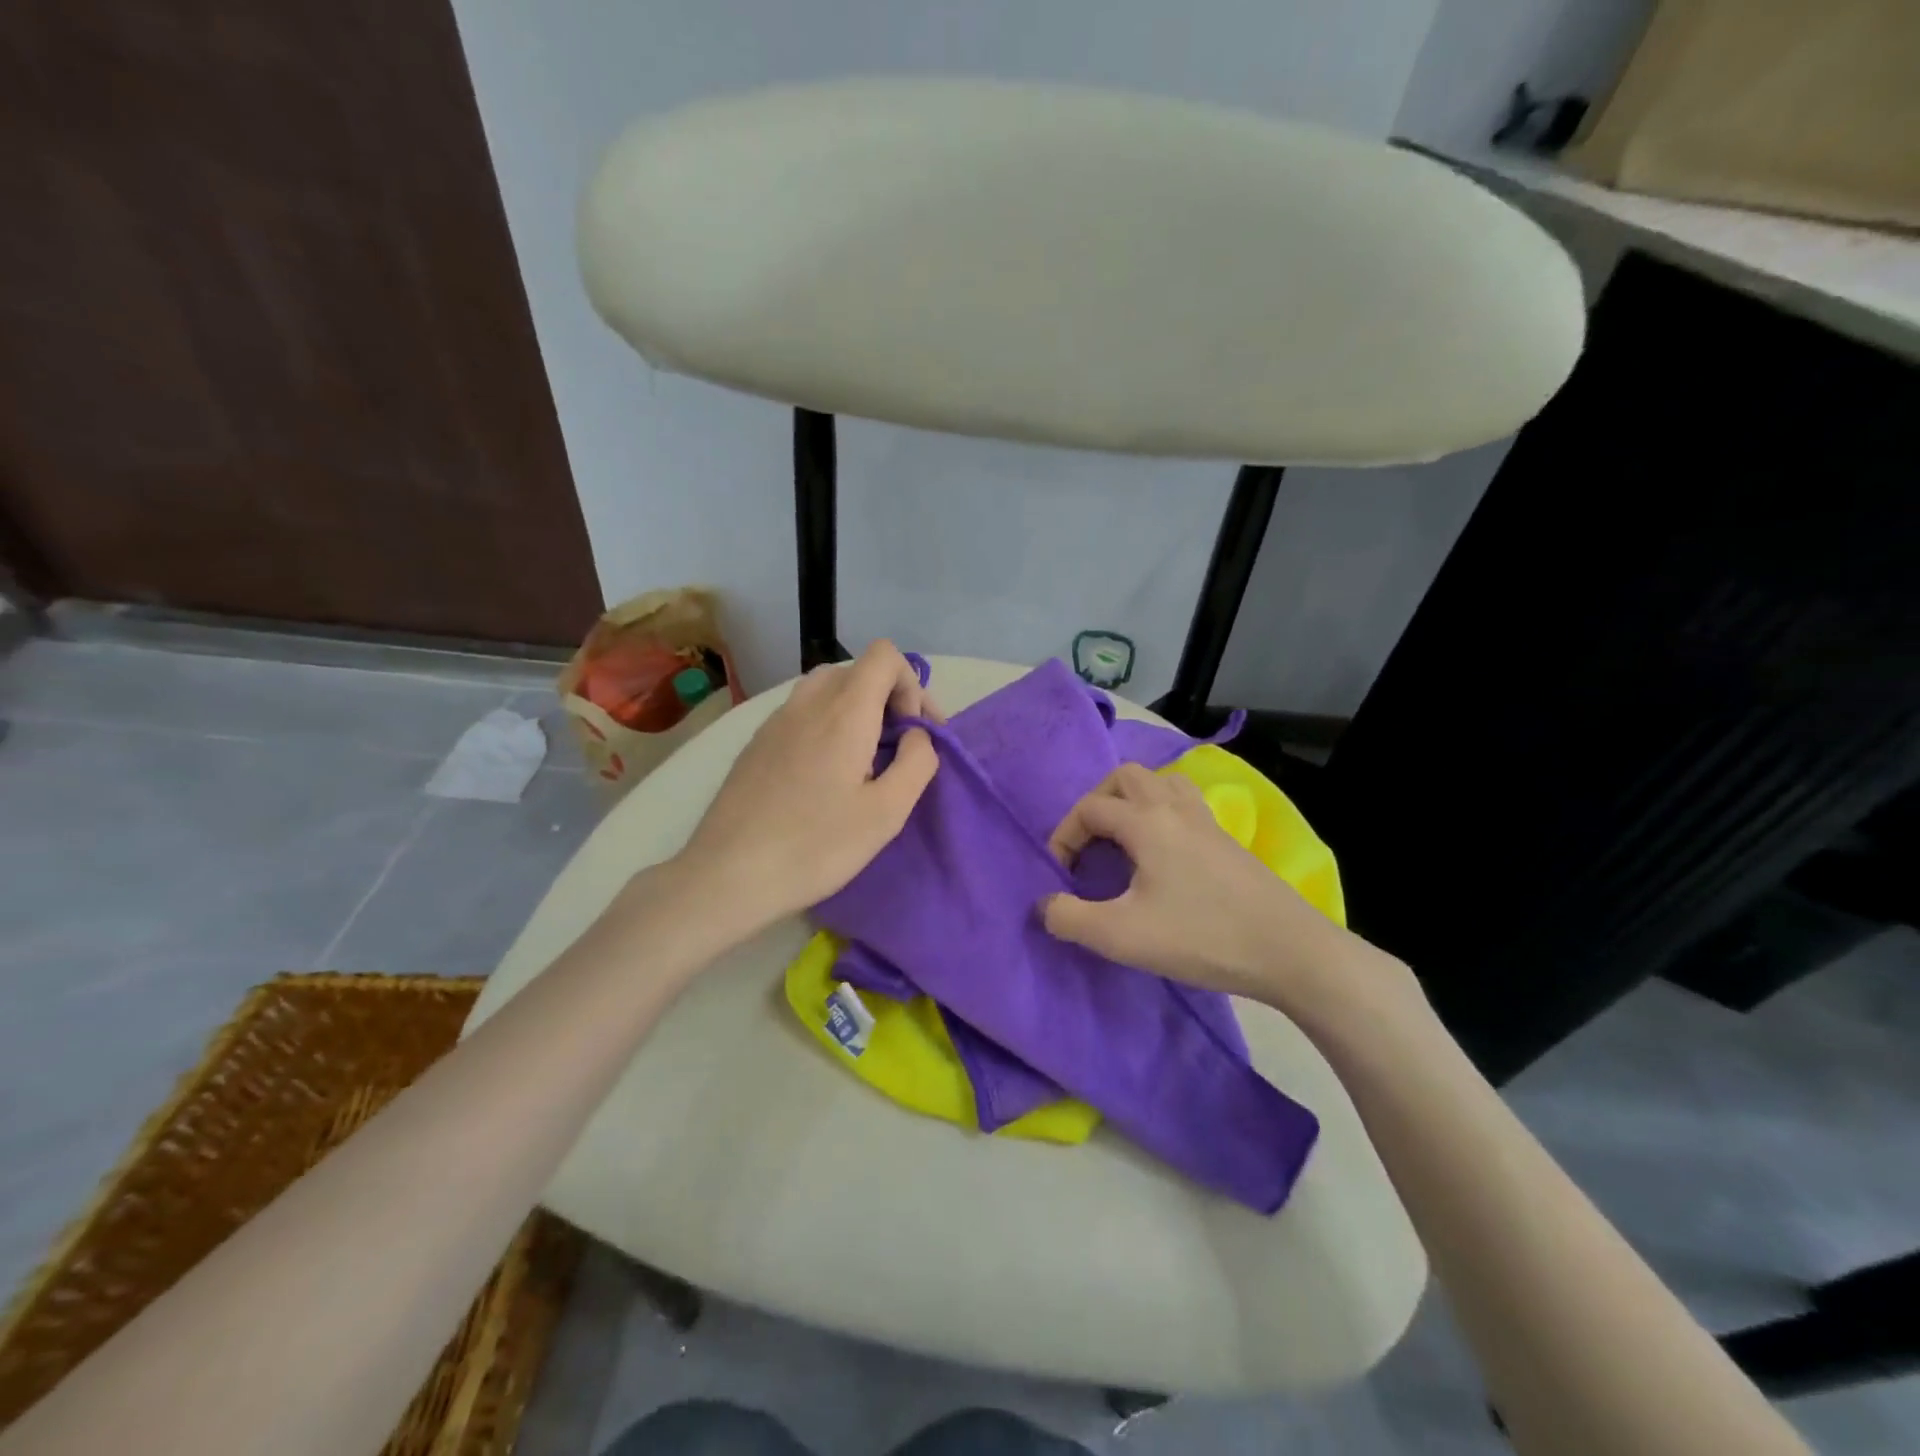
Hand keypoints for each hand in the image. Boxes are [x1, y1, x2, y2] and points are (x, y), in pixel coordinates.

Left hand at [673, 641, 939, 936]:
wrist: (728, 875)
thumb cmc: (815, 846)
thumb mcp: (887, 813)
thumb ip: (917, 762)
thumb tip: (916, 735)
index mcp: (844, 711)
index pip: (885, 655)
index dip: (912, 685)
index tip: (914, 732)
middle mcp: (807, 702)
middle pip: (858, 670)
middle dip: (889, 698)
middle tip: (899, 747)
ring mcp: (775, 720)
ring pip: (827, 688)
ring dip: (856, 710)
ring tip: (863, 759)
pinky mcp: (756, 742)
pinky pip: (802, 712)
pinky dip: (826, 724)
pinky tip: (824, 774)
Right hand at [1039, 763, 1344, 1004]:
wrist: (1288, 950)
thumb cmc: (1200, 937)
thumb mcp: (1122, 936)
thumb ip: (1070, 918)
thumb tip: (1044, 905)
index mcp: (1146, 822)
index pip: (1089, 809)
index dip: (1064, 836)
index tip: (1061, 874)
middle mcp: (1174, 809)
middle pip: (1126, 778)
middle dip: (1097, 803)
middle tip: (1089, 843)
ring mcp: (1206, 822)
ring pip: (1161, 784)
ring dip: (1133, 801)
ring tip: (1124, 839)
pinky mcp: (1227, 840)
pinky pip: (1185, 804)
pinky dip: (1162, 812)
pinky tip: (1164, 852)